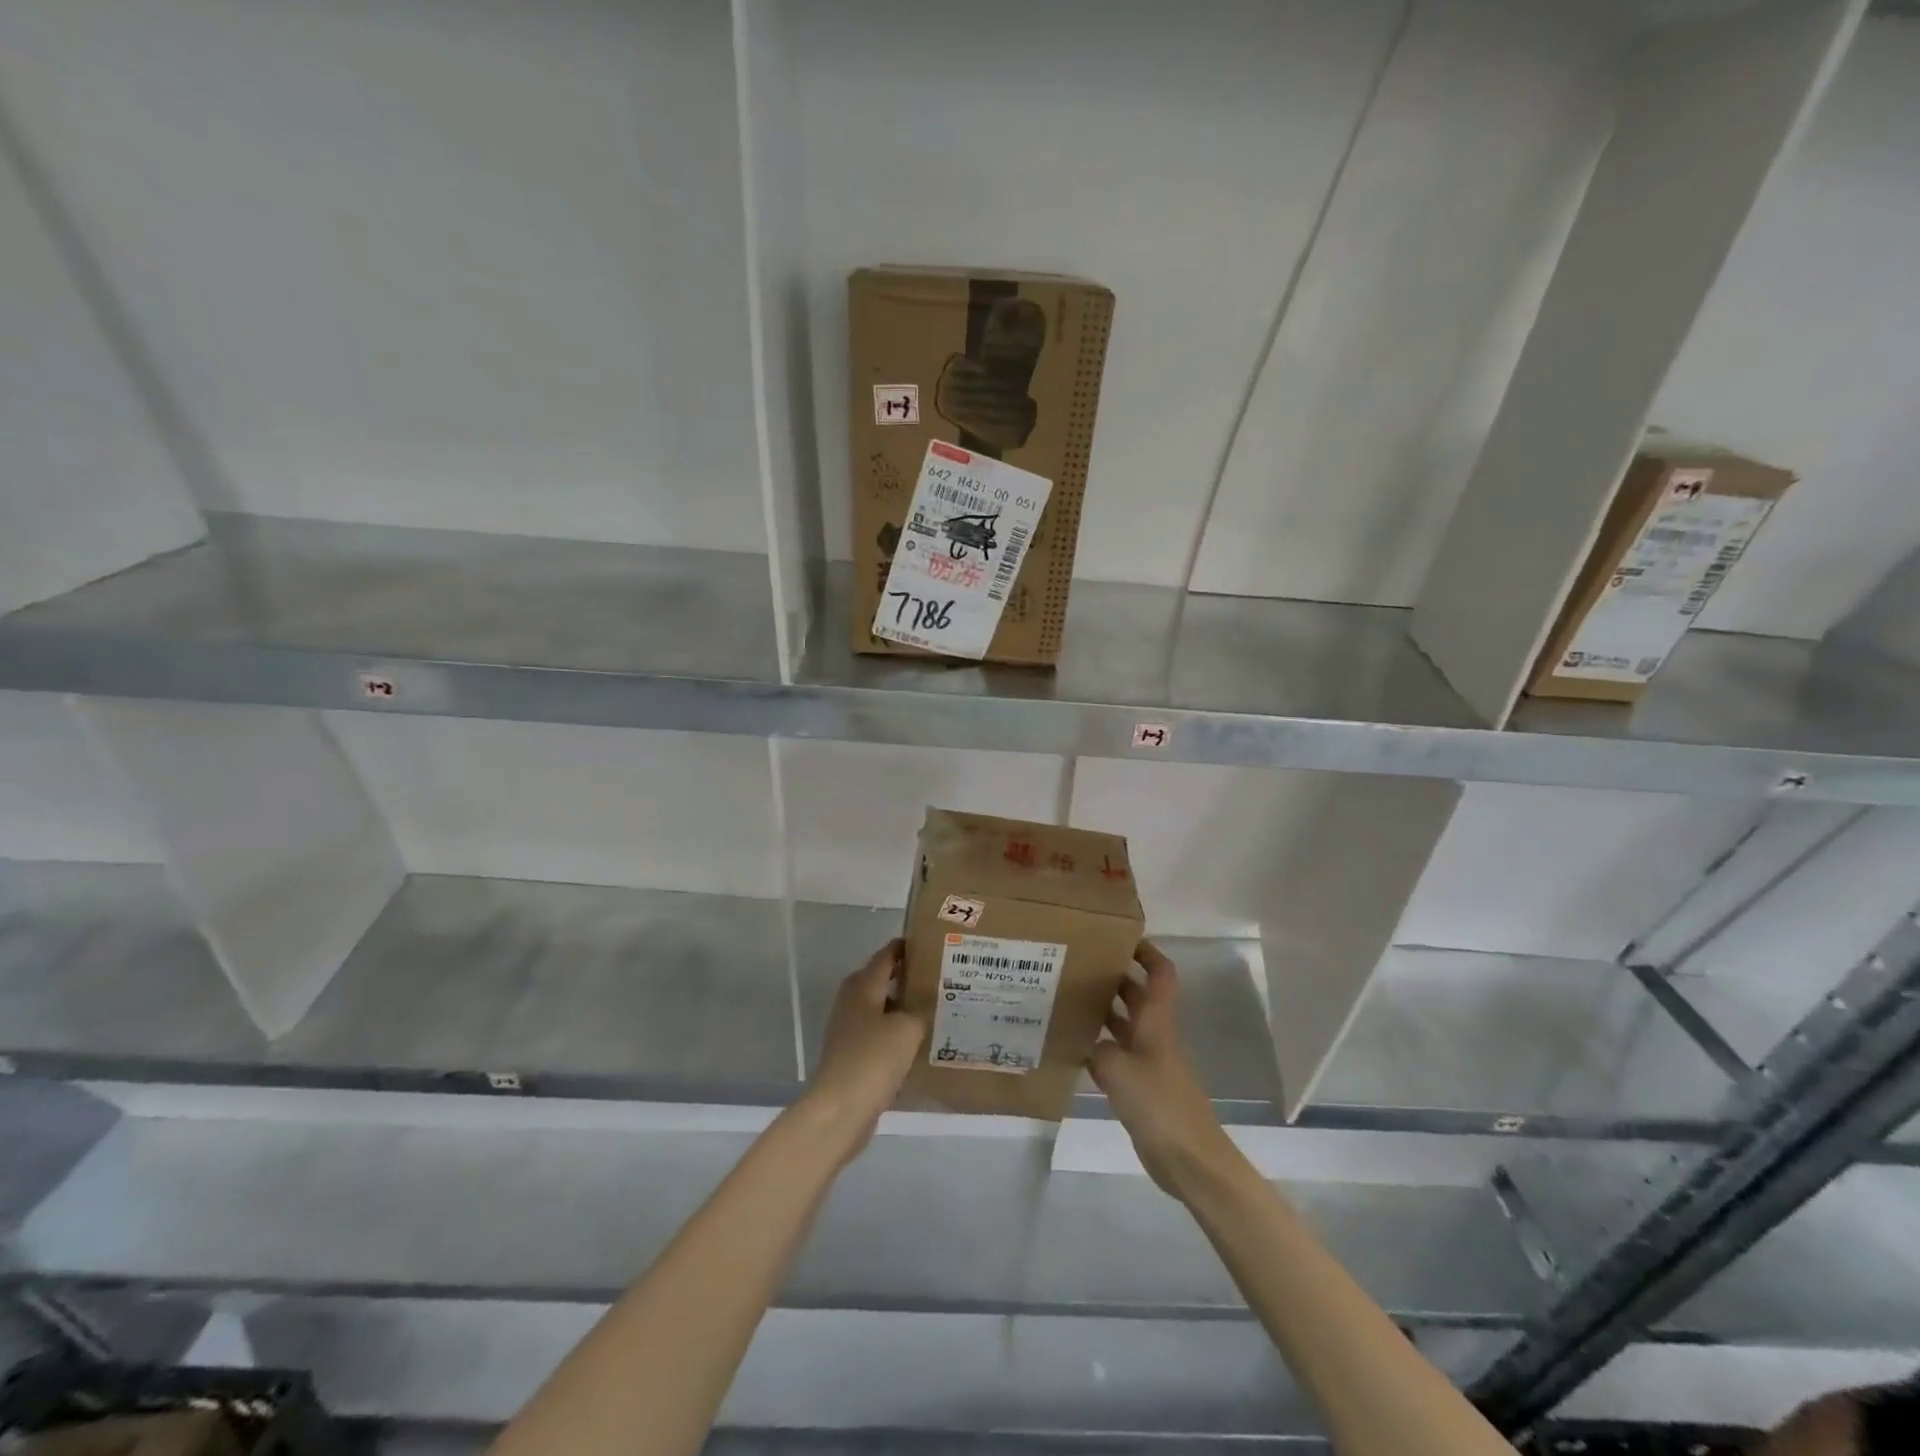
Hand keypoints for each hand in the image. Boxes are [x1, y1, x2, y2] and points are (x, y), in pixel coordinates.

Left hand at [801, 940, 926, 1161]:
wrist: (840, 1109)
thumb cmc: (873, 1059)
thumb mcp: (907, 1029)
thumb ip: (919, 1010)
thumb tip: (924, 1005)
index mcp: (863, 986)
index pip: (885, 956)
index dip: (904, 948)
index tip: (928, 943)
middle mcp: (852, 1002)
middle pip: (880, 980)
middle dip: (905, 977)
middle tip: (937, 977)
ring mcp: (848, 1030)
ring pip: (879, 1008)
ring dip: (901, 1007)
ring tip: (932, 1009)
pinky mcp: (851, 1055)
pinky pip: (877, 1034)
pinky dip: (895, 1033)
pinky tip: (916, 1043)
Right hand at [1089, 941, 1240, 1197]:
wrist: (1189, 1159)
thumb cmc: (1159, 1104)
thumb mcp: (1118, 1069)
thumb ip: (1098, 1048)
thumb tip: (1086, 1040)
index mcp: (1157, 1022)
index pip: (1160, 974)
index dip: (1147, 952)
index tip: (1120, 937)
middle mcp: (1153, 1035)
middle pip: (1136, 996)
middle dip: (1112, 977)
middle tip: (1076, 965)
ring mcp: (1147, 1062)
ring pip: (1123, 1025)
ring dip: (1101, 1012)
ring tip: (1065, 1000)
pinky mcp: (1140, 1088)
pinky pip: (1115, 1057)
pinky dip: (1097, 1049)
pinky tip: (1072, 1047)